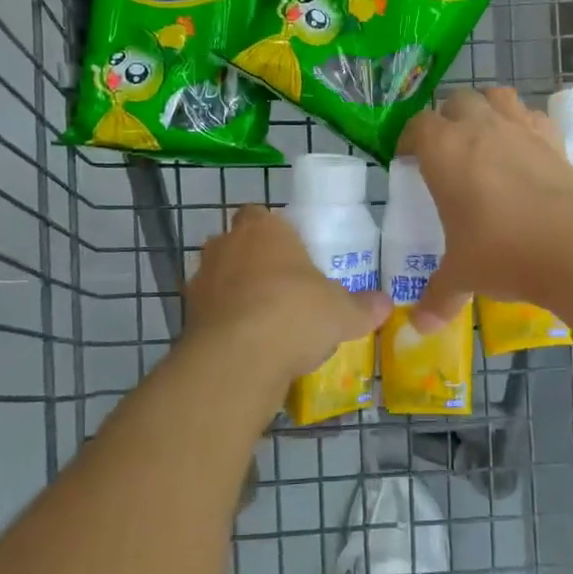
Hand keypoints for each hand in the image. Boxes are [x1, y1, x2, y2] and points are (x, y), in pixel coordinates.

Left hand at [180, 205, 389, 387]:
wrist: (239, 359)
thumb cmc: (296, 313)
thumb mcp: (343, 312)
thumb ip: (364, 306)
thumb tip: (386, 304)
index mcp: (263, 228)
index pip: (261, 214)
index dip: (275, 233)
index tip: (293, 256)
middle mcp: (226, 245)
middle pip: (237, 244)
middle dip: (254, 262)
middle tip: (282, 289)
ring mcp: (200, 280)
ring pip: (219, 279)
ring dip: (235, 294)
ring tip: (265, 323)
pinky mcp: (186, 316)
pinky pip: (210, 313)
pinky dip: (224, 325)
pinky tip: (248, 347)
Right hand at [399, 86, 572, 329]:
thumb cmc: (501, 251)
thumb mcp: (462, 275)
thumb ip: (438, 296)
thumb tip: (419, 327)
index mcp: (444, 150)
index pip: (417, 125)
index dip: (410, 139)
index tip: (408, 158)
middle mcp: (480, 127)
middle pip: (457, 100)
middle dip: (448, 118)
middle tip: (446, 149)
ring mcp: (521, 128)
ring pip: (498, 96)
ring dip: (487, 108)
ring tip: (485, 136)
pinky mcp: (555, 140)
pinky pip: (535, 117)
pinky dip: (526, 125)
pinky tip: (526, 149)